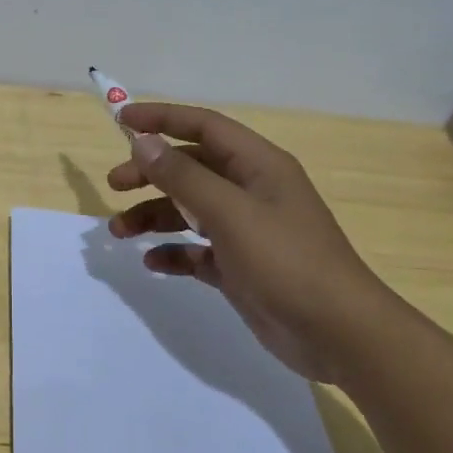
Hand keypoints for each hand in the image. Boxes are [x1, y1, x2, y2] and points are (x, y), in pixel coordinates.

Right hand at [106, 104, 393, 384]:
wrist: (338, 333)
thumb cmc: (285, 261)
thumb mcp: (229, 213)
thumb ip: (183, 176)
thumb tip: (143, 142)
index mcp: (258, 166)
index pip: (204, 126)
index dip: (163, 119)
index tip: (121, 120)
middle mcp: (251, 191)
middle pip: (191, 168)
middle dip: (151, 173)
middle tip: (114, 185)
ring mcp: (246, 231)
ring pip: (189, 210)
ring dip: (154, 215)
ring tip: (119, 231)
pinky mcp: (240, 267)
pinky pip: (197, 250)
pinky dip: (174, 252)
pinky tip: (153, 263)